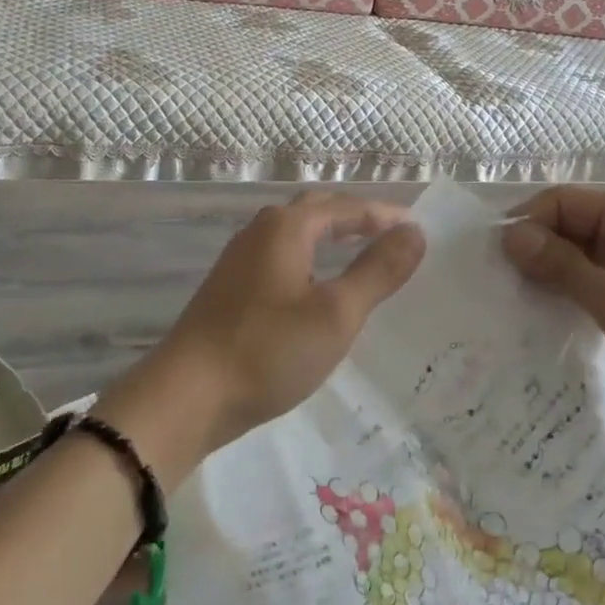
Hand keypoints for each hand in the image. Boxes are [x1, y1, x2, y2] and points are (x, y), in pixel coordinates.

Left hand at [103, 193, 424, 473]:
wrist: (186, 397)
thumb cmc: (268, 351)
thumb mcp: (336, 313)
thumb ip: (378, 270)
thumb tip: (414, 232)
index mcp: (287, 227)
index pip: (346, 207)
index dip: (384, 216)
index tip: (418, 230)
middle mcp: (261, 231)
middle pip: (317, 209)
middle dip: (356, 216)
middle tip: (392, 233)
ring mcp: (240, 258)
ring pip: (296, 232)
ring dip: (331, 234)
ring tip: (360, 250)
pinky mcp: (230, 287)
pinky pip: (282, 254)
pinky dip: (310, 256)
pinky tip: (316, 284)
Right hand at [502, 187, 604, 443]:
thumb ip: (563, 267)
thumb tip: (509, 235)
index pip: (562, 201)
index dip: (525, 224)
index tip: (493, 262)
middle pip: (568, 227)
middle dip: (534, 252)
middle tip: (496, 288)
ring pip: (579, 258)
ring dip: (550, 277)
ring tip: (513, 307)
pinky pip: (595, 284)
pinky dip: (571, 297)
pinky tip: (547, 321)